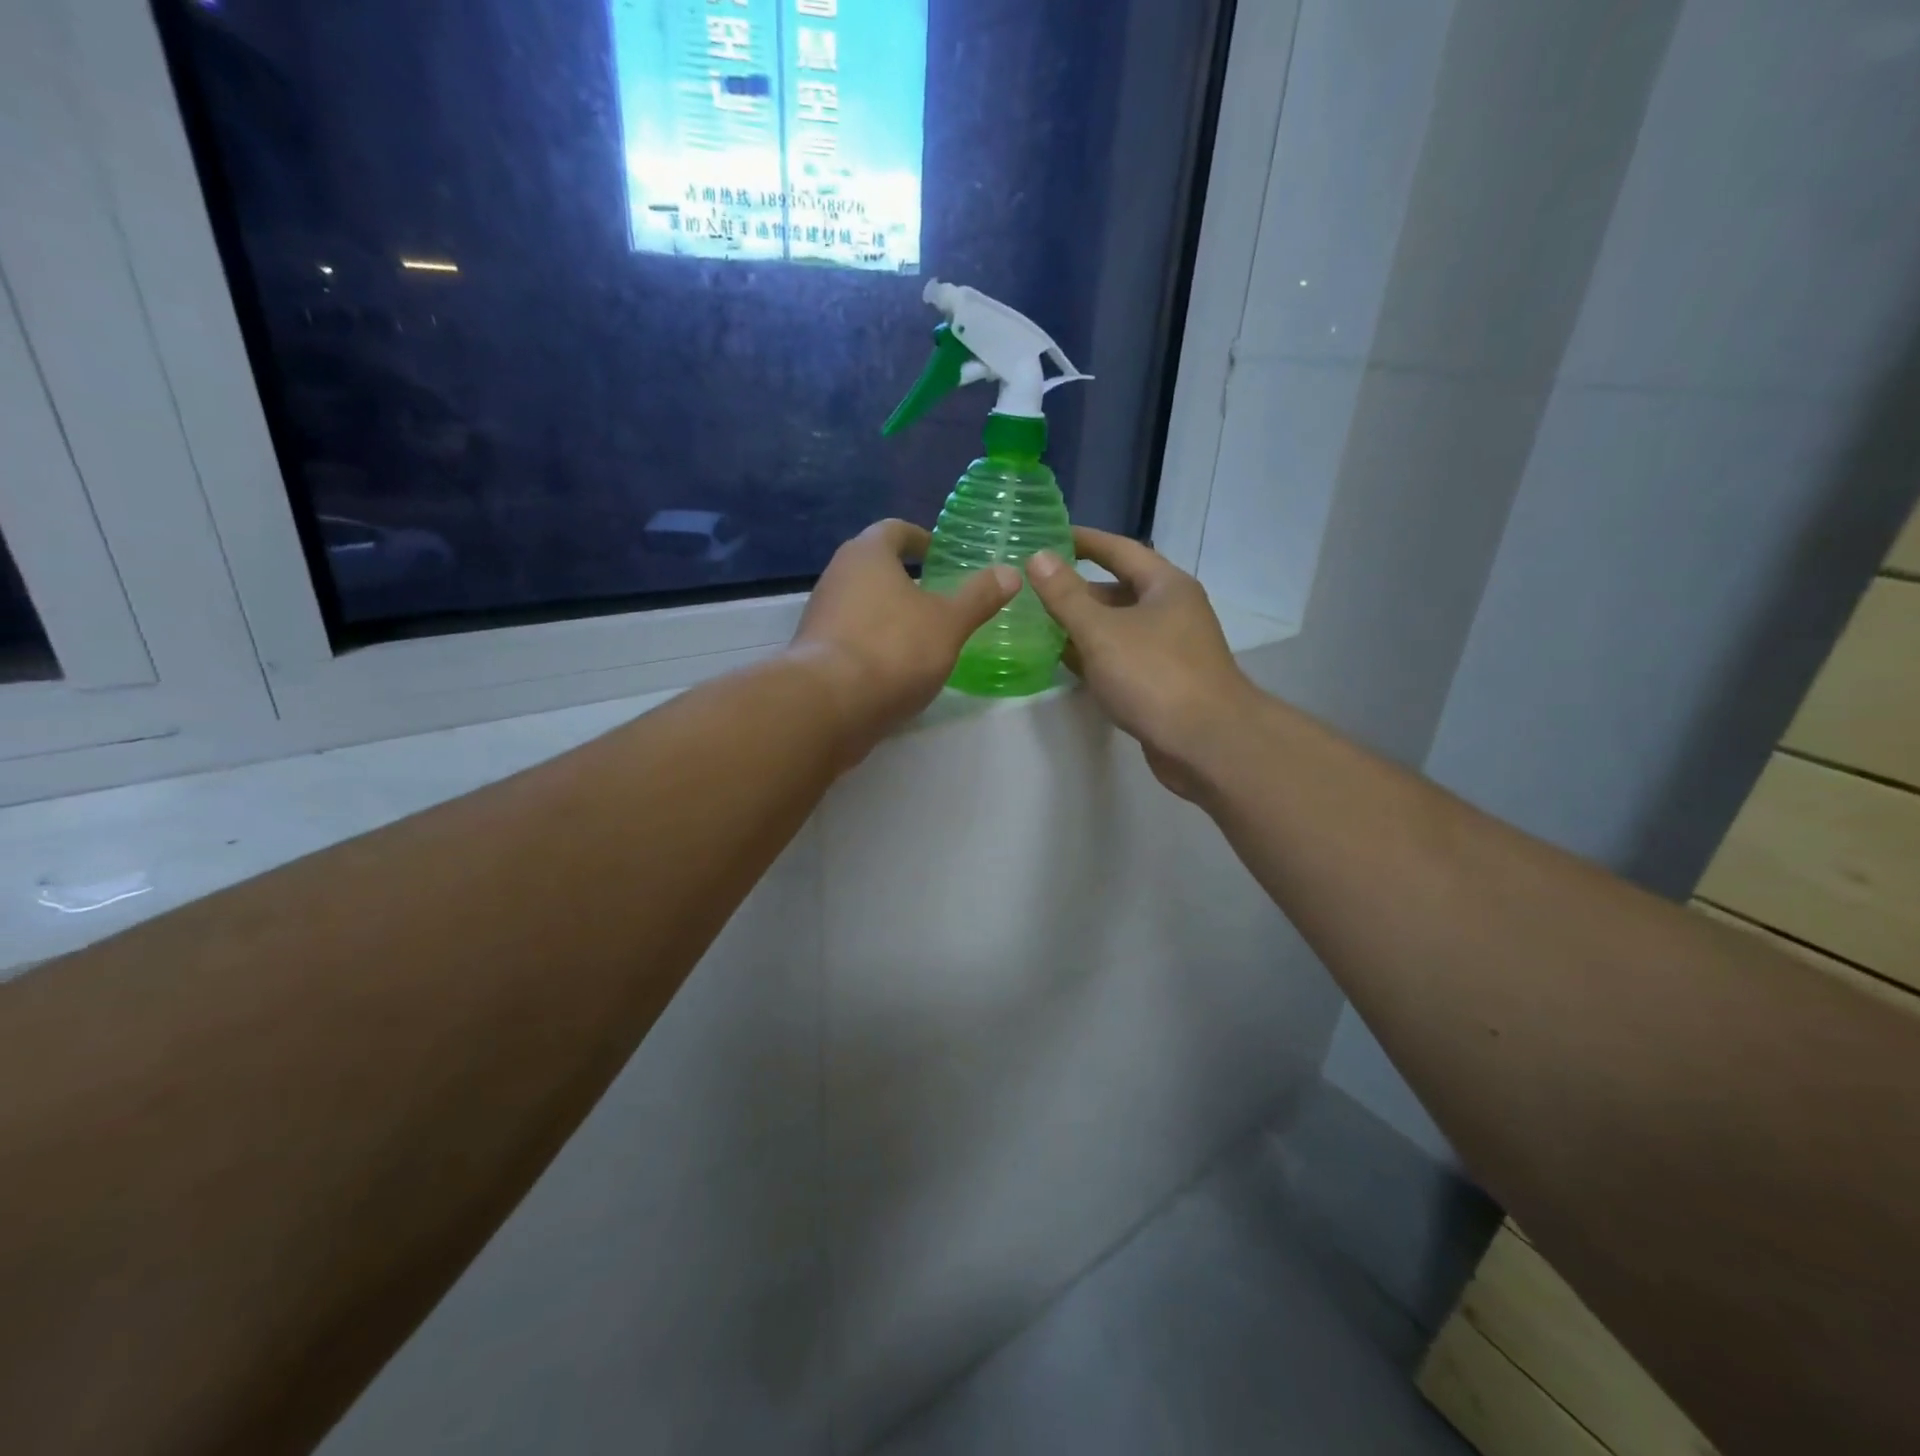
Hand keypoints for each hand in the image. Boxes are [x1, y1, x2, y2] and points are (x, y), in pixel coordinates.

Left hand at [791, 519, 1018, 761]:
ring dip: (887, 612)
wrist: (829, 705)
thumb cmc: (894, 649)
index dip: (918, 538)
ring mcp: (820, 615)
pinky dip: (872, 642)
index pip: (894, 530)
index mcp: (867, 554)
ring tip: (920, 633)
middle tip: (935, 594)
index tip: (937, 553)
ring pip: (860, 603)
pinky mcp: (813, 652)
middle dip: (902, 578)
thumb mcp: (949, 623)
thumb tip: (1010, 572)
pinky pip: (850, 636)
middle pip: (872, 566)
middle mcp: (837, 575)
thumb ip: (979, 597)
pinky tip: (894, 666)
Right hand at [1026, 528, 1258, 798]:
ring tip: (1037, 622)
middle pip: (1118, 590)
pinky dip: (1094, 656)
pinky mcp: (1162, 683)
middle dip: (1077, 589)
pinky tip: (1064, 660)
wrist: (1206, 743)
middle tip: (1033, 586)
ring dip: (1082, 625)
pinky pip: (1121, 658)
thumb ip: (1066, 596)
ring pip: (1118, 628)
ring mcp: (1169, 650)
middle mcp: (1172, 611)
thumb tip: (1038, 558)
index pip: (1120, 550)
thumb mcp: (1101, 631)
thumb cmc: (1154, 676)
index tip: (1048, 535)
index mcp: (1165, 586)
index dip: (1084, 540)